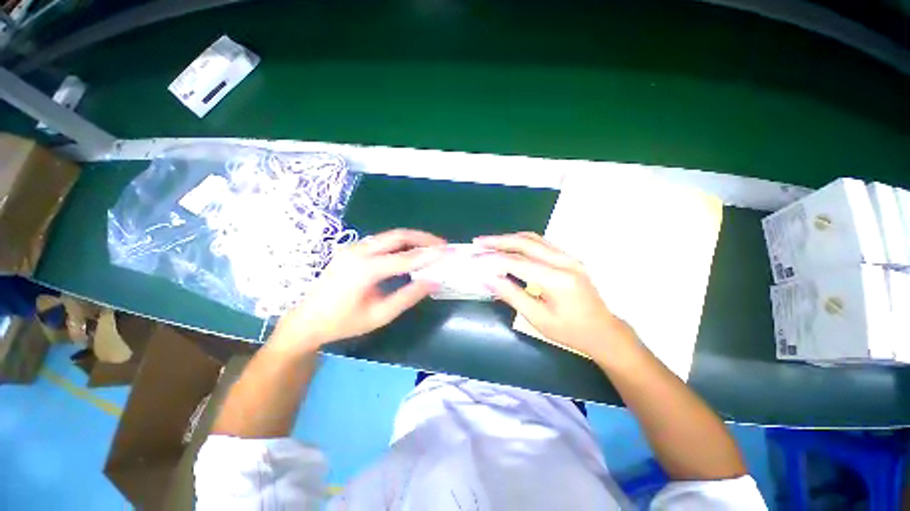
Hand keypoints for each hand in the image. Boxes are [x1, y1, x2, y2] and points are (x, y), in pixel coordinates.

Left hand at [271, 229, 446, 352]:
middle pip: (398, 236)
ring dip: (412, 239)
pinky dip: (400, 243)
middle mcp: (358, 252)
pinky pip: (382, 241)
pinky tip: (410, 251)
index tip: (449, 252)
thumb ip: (408, 297)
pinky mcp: (352, 249)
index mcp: (364, 270)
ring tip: (431, 247)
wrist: (308, 320)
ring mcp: (353, 248)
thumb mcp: (380, 315)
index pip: (405, 258)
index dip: (430, 255)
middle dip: (423, 238)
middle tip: (442, 245)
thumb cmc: (343, 323)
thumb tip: (433, 282)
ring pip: (390, 236)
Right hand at [475, 232, 635, 362]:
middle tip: (478, 242)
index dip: (493, 260)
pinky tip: (510, 245)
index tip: (475, 259)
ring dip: (509, 238)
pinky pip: (541, 243)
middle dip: (499, 241)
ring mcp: (569, 257)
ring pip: (534, 238)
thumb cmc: (570, 331)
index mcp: (558, 280)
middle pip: (526, 243)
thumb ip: (512, 295)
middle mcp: (565, 262)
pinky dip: (522, 242)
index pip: (518, 263)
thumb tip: (487, 279)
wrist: (603, 331)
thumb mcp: (538, 318)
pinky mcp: (569, 258)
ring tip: (489, 242)